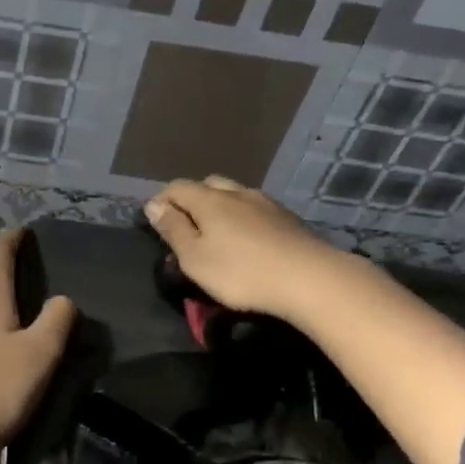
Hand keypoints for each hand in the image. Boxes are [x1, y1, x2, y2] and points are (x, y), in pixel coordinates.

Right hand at [144, 177, 345, 323]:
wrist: (310, 278)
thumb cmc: (241, 272)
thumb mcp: (195, 258)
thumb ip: (173, 229)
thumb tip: (154, 205)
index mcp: (209, 200)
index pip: (177, 187)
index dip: (161, 200)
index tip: (153, 221)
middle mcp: (237, 192)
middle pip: (207, 185)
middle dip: (191, 200)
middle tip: (185, 226)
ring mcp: (266, 203)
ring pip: (234, 195)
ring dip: (220, 208)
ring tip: (217, 233)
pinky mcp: (288, 219)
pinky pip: (255, 209)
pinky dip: (243, 218)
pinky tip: (247, 239)